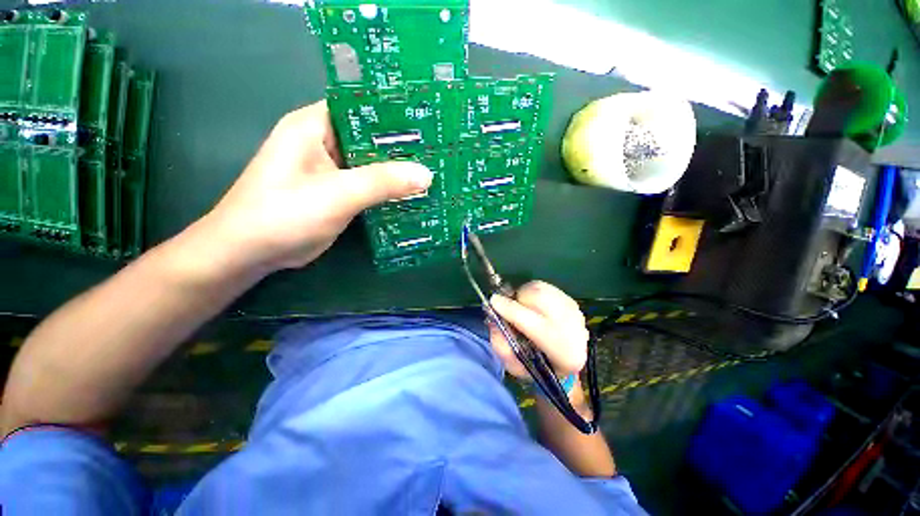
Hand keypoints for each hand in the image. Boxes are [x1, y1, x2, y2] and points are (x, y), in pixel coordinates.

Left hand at [198, 101, 432, 273]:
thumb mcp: (337, 194)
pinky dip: (388, 190)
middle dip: (402, 146)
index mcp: (315, 126)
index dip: (394, 112)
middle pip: (371, 137)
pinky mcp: (338, 192)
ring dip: (398, 170)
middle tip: (438, 151)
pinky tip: (412, 194)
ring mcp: (332, 170)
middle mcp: (324, 142)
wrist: (252, 253)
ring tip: (433, 171)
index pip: (361, 106)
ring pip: (373, 164)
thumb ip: (382, 182)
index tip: (428, 122)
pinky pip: (369, 185)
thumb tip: (426, 174)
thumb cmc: (284, 214)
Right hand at [488, 281, 589, 378]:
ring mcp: (575, 312)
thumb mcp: (515, 366)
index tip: (493, 302)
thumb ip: (502, 346)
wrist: (564, 361)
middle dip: (517, 300)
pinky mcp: (571, 300)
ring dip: (523, 296)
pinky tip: (531, 305)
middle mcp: (575, 330)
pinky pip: (543, 287)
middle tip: (507, 307)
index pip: (537, 326)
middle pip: (540, 300)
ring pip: (541, 290)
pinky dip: (530, 292)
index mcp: (565, 355)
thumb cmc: (537, 366)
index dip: (512, 311)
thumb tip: (494, 320)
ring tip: (520, 309)